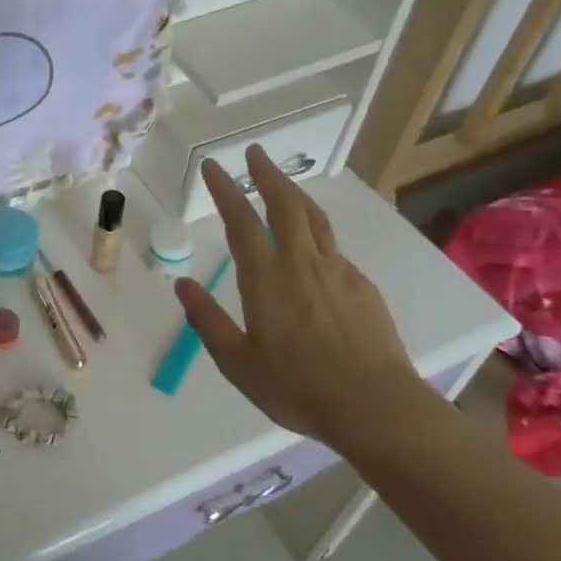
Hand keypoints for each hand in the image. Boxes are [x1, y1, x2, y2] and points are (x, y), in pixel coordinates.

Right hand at [174, 146, 446, 453]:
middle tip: (254, 153)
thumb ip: (208, 320)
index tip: (212, 166)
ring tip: (282, 182)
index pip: (241, 221)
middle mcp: (301, 264)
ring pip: (314, 219)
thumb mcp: (238, 363)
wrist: (377, 408)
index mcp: (267, 280)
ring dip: (294, 193)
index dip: (225, 190)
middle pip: (285, 205)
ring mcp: (337, 272)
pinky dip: (316, 233)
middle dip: (267, 175)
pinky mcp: (362, 287)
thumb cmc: (298, 388)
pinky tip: (312, 247)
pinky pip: (333, 248)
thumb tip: (182, 284)